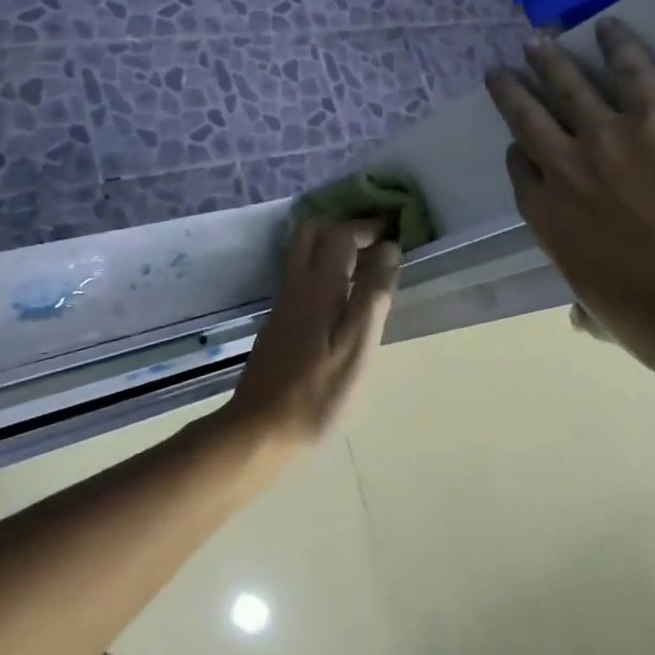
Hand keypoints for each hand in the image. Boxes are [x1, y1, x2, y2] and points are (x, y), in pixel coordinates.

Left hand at [222, 218, 400, 450]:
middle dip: (346, 226)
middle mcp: (297, 283)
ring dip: (335, 245)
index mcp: (318, 285)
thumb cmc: (317, 392)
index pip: (341, 233)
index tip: (395, 232)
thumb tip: (389, 249)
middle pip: (313, 231)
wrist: (259, 428)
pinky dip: (326, 266)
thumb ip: (373, 295)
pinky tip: (346, 296)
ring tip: (369, 266)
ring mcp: (284, 301)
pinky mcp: (280, 320)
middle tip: (377, 243)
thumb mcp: (358, 347)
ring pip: (305, 251)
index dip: (368, 226)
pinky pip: (303, 273)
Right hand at [485, 18, 654, 384]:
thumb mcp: (612, 323)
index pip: (523, 173)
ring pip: (568, 86)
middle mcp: (566, 169)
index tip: (520, 144)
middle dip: (512, 92)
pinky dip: (617, 44)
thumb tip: (578, 319)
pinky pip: (632, 68)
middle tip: (501, 71)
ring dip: (548, 60)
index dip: (520, 154)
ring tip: (537, 41)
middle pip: (528, 118)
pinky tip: (609, 27)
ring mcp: (610, 135)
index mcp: (550, 220)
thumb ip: (588, 309)